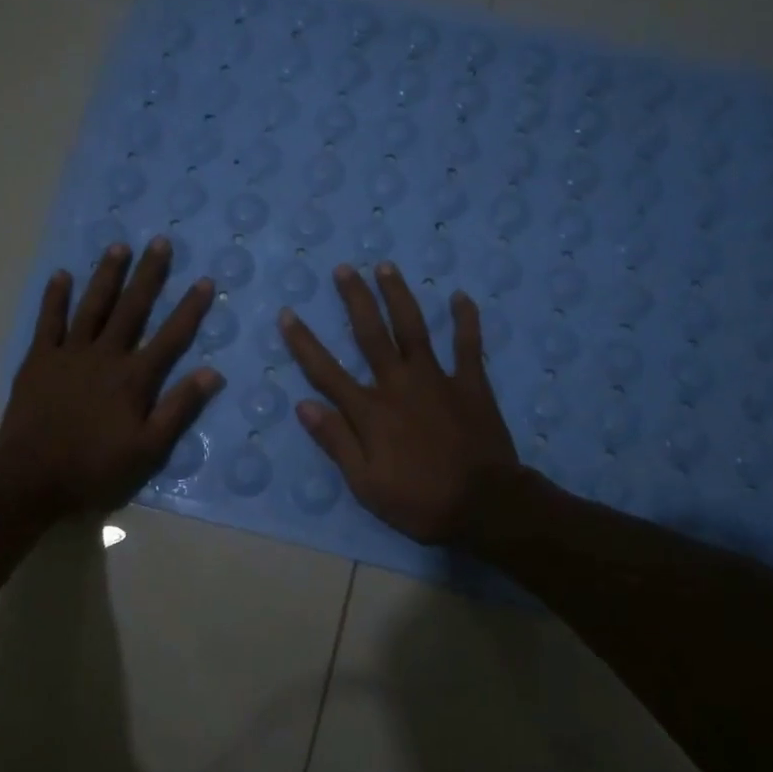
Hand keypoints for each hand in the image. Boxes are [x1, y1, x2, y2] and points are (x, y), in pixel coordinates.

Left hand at [0, 239, 221, 516]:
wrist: (31, 478)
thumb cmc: (95, 468)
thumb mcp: (148, 449)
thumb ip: (179, 409)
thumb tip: (212, 373)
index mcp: (134, 378)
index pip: (170, 337)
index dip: (189, 309)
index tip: (205, 281)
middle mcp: (105, 356)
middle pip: (132, 309)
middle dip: (148, 275)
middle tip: (159, 242)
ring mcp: (69, 354)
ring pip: (92, 307)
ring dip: (106, 276)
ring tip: (118, 247)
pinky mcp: (39, 360)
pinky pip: (48, 322)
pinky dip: (55, 298)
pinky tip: (62, 275)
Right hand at [279, 262, 517, 544]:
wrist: (484, 505)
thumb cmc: (420, 501)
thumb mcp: (365, 484)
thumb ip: (336, 441)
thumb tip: (304, 405)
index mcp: (370, 411)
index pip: (327, 371)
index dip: (304, 342)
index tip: (288, 314)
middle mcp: (398, 384)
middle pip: (371, 334)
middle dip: (355, 299)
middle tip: (343, 268)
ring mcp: (437, 379)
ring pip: (414, 328)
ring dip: (399, 295)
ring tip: (386, 266)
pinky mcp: (471, 384)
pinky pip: (468, 345)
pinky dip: (465, 320)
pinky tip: (460, 296)